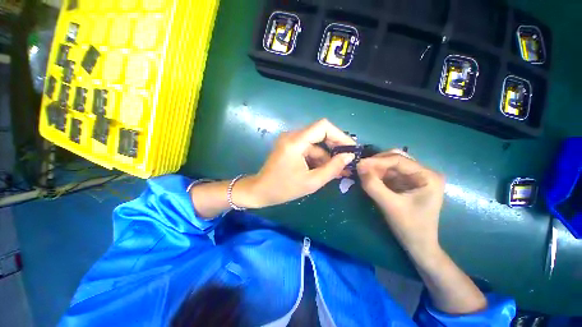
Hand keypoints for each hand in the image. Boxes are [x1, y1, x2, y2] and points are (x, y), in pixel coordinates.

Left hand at [237, 119, 355, 207]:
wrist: (260, 191)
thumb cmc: (283, 189)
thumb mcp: (311, 181)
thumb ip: (332, 168)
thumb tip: (349, 156)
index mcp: (295, 141)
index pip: (323, 126)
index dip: (340, 135)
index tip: (350, 149)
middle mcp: (292, 136)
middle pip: (321, 134)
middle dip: (335, 148)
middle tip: (347, 162)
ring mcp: (291, 141)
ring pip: (316, 144)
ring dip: (327, 157)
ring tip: (339, 171)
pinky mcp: (290, 147)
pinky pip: (309, 149)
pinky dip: (318, 159)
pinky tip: (326, 170)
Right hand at [357, 150, 444, 256]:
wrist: (418, 245)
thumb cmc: (410, 227)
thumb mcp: (390, 206)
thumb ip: (373, 185)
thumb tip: (359, 166)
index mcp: (428, 176)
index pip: (399, 160)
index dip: (377, 160)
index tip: (359, 164)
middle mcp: (422, 172)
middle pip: (395, 159)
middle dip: (376, 163)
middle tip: (360, 169)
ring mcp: (414, 177)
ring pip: (390, 165)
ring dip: (375, 169)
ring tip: (362, 174)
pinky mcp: (405, 183)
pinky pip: (388, 173)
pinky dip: (377, 175)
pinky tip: (369, 179)